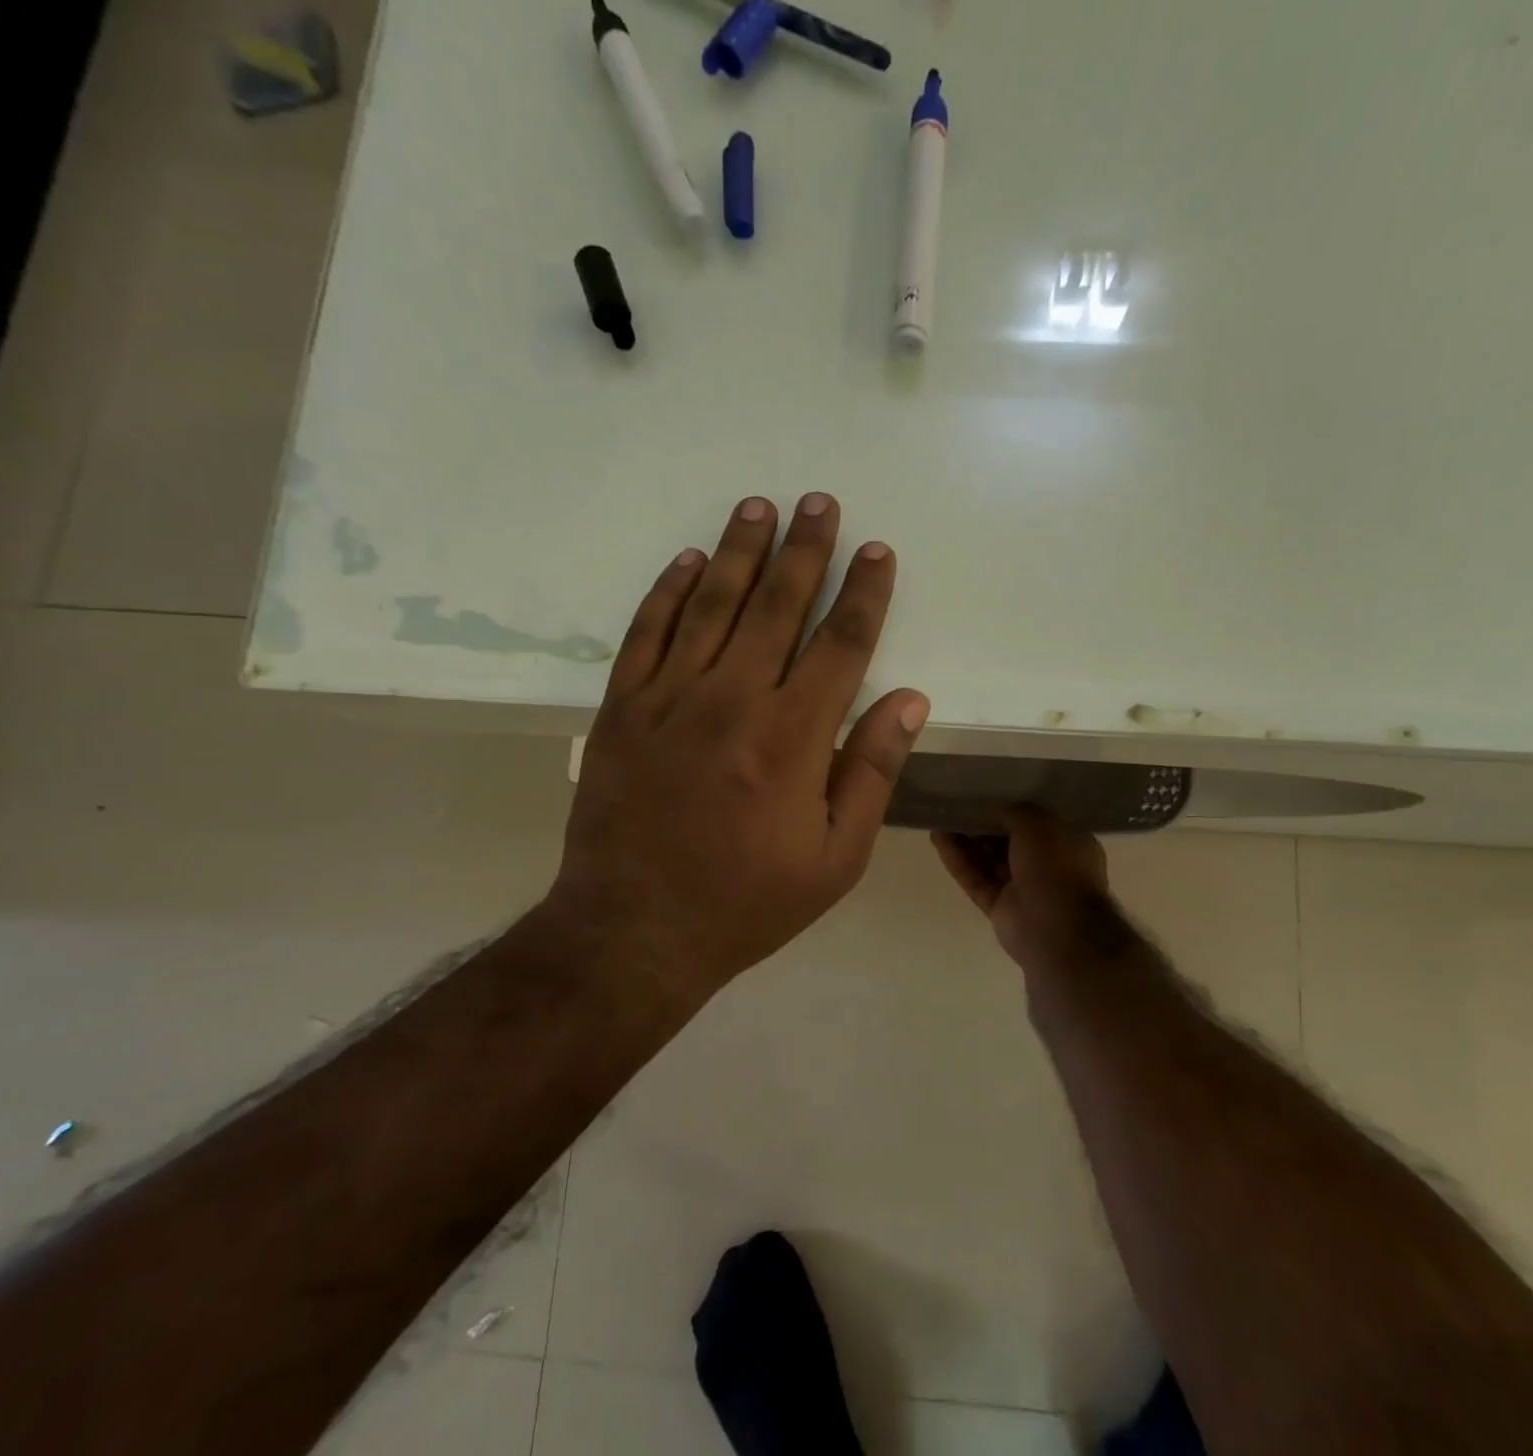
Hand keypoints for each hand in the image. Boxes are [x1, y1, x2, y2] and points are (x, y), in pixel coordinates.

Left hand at [551, 494, 929, 1001]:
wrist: (635, 931)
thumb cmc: (748, 901)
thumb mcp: (836, 857)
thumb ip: (872, 772)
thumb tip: (909, 701)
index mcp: (794, 736)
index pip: (841, 644)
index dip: (864, 593)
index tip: (876, 551)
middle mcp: (734, 700)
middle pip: (778, 606)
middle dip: (805, 550)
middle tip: (819, 502)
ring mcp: (671, 698)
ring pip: (712, 604)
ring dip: (740, 551)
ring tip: (759, 506)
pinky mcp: (622, 709)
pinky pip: (646, 633)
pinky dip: (668, 592)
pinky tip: (689, 560)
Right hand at [932, 807, 1121, 973]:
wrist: (1058, 928)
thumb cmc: (1056, 865)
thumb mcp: (1037, 822)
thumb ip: (1012, 811)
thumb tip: (992, 810)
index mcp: (1067, 843)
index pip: (1035, 822)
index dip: (1009, 809)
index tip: (984, 797)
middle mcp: (1047, 865)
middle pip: (1007, 841)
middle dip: (982, 826)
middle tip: (957, 809)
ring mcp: (1022, 889)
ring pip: (988, 861)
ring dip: (965, 842)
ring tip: (940, 822)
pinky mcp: (999, 907)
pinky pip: (976, 879)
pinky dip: (958, 861)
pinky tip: (938, 840)